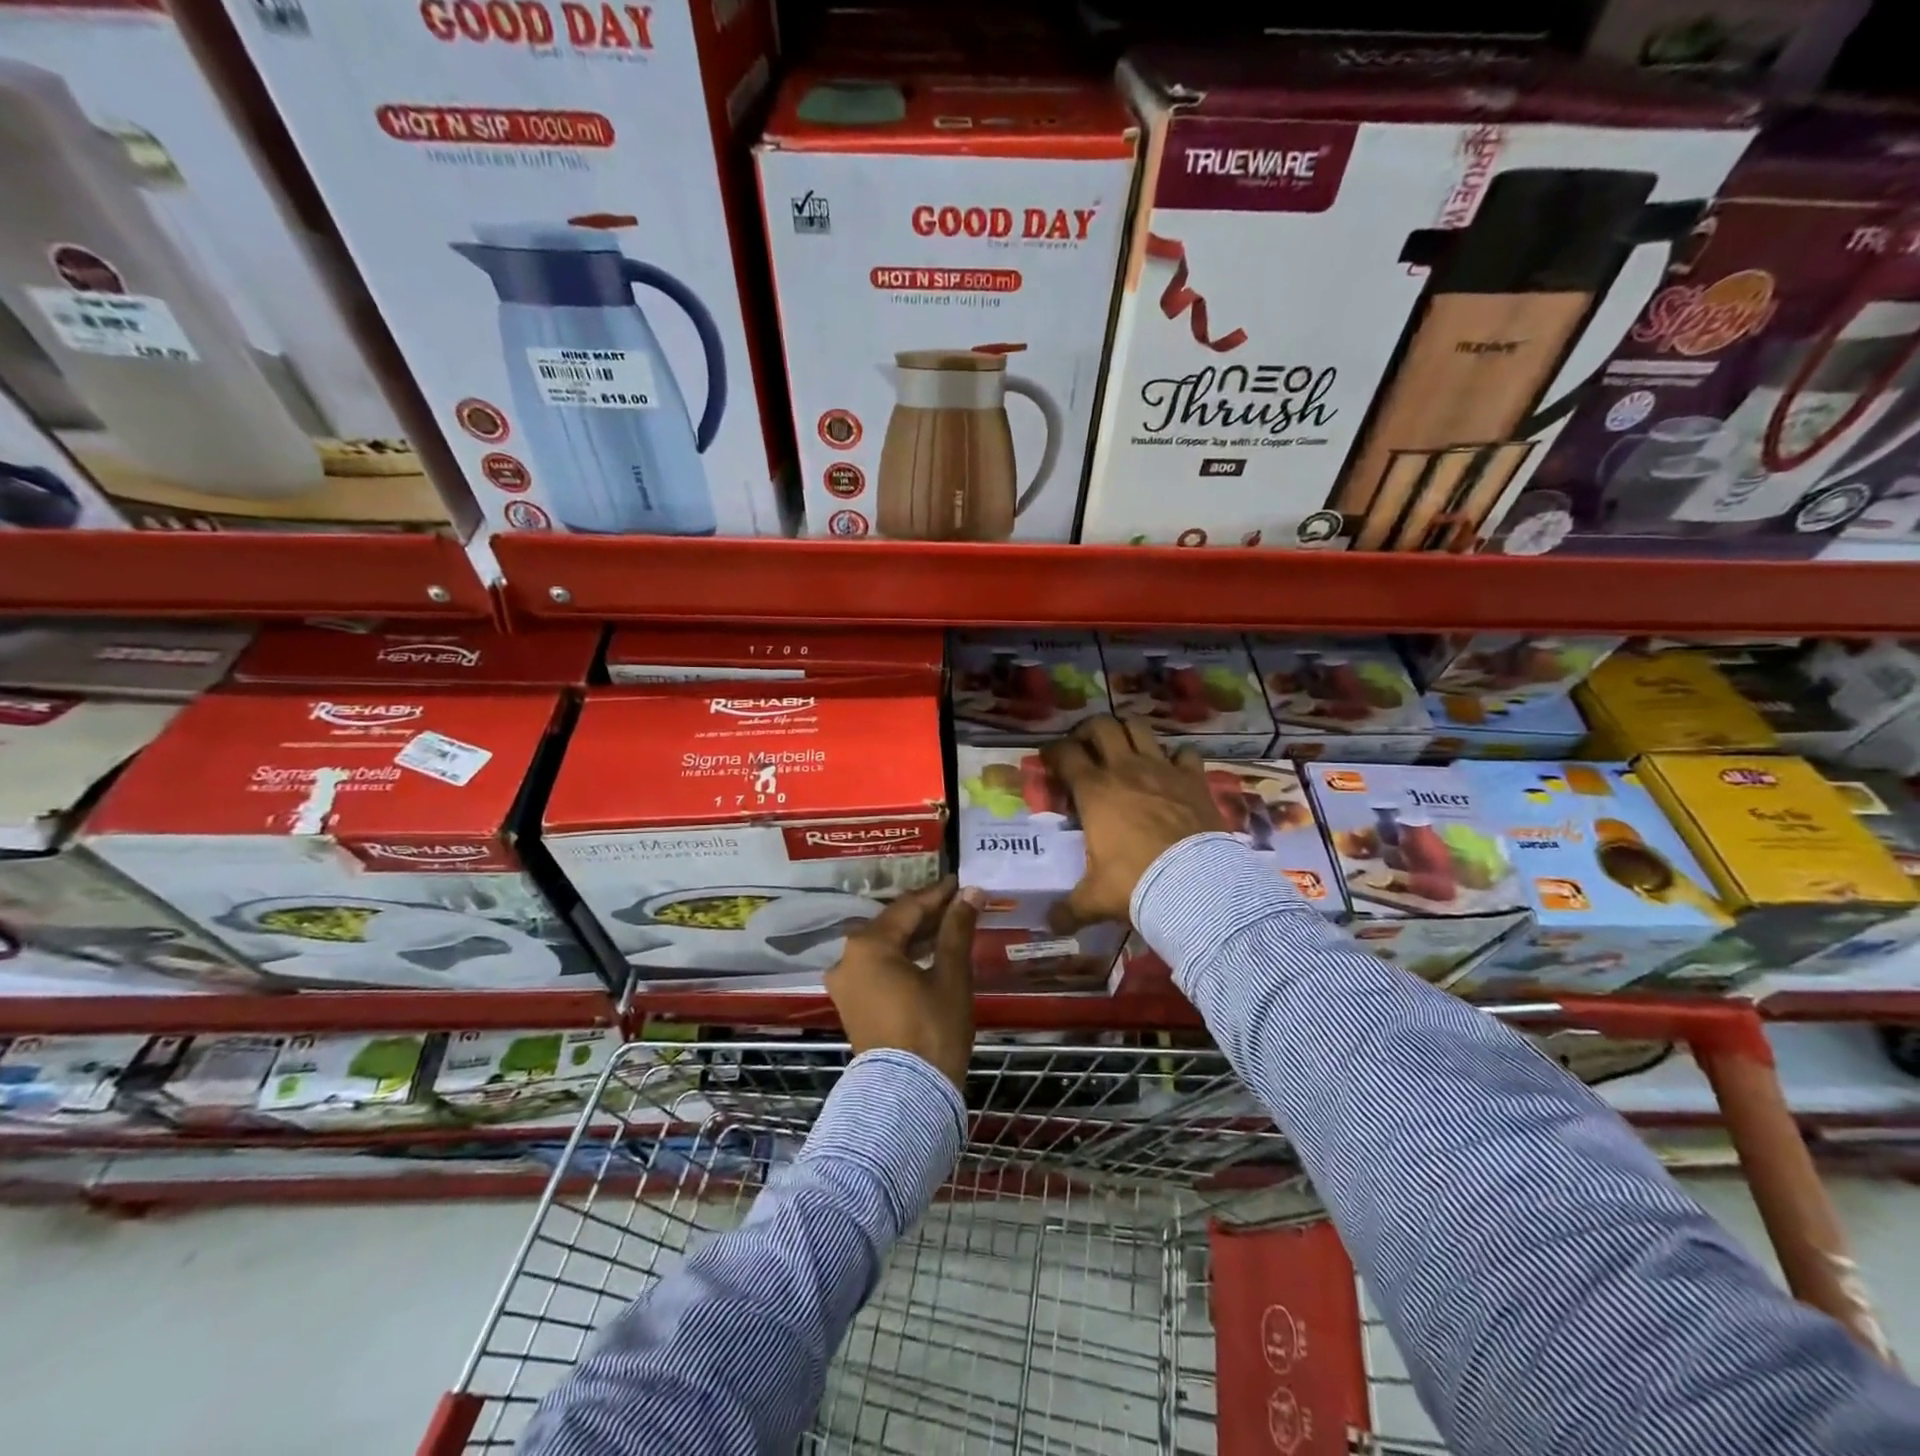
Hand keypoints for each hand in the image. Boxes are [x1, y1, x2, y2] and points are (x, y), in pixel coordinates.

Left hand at [826, 878, 979, 1091]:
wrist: (907, 1096)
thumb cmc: (932, 1029)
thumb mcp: (950, 975)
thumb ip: (957, 929)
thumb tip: (970, 893)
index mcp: (868, 945)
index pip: (908, 907)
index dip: (938, 894)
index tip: (961, 882)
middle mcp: (847, 958)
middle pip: (892, 925)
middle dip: (926, 914)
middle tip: (959, 903)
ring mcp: (845, 983)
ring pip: (884, 946)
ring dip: (915, 936)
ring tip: (950, 926)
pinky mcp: (851, 1003)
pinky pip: (877, 967)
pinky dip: (902, 958)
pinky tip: (928, 955)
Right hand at [1043, 715, 1223, 929]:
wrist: (1196, 885)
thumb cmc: (1135, 883)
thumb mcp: (1094, 899)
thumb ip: (1069, 909)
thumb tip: (1050, 924)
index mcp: (1094, 791)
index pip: (1065, 754)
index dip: (1053, 752)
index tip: (1049, 759)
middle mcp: (1125, 769)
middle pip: (1101, 725)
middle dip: (1088, 731)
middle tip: (1085, 747)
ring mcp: (1162, 769)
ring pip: (1139, 728)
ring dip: (1128, 733)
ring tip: (1123, 748)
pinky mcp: (1194, 778)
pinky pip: (1185, 753)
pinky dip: (1176, 757)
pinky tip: (1172, 770)